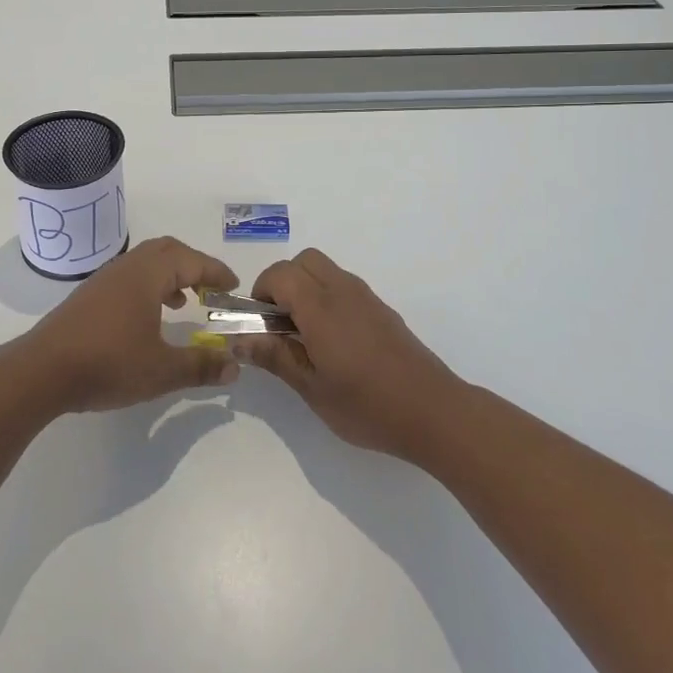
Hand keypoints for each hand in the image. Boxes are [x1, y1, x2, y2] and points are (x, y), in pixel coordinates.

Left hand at [23, 237, 240, 411]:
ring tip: (185, 303)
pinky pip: (129, 277)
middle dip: (193, 265)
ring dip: (169, 275)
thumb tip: (235, 367)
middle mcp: (126, 268)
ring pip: (145, 263)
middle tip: (211, 288)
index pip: (191, 261)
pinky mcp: (88, 297)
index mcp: (147, 275)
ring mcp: (103, 280)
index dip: (216, 271)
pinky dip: (149, 287)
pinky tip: (149, 318)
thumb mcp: (161, 370)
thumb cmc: (108, 364)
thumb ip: (200, 366)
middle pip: (167, 251)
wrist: (41, 372)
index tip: (233, 286)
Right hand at [239, 249, 465, 461]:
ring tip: (306, 336)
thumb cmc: (367, 405)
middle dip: (283, 282)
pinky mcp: (382, 310)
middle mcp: (343, 291)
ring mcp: (366, 298)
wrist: (433, 411)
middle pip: (304, 261)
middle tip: (279, 324)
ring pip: (326, 270)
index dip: (261, 292)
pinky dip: (328, 298)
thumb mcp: (312, 388)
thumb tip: (239, 340)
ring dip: (306, 289)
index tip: (259, 324)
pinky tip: (335, 342)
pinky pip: (345, 286)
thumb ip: (275, 357)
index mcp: (321, 307)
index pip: (280, 274)